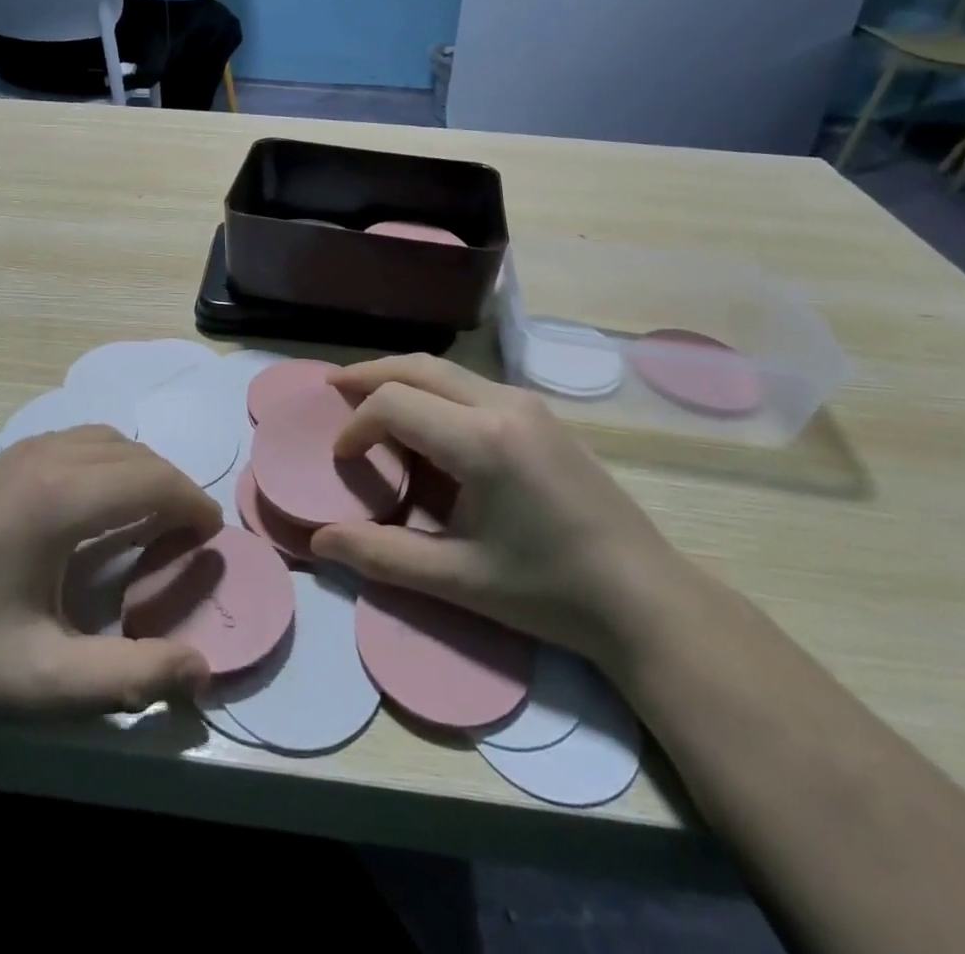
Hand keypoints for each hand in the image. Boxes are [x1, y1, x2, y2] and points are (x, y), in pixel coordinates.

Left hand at [0, 428, 222, 733]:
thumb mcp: (45, 681)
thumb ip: (132, 676)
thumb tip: (202, 670)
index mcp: (61, 498)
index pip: (153, 480)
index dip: (192, 504)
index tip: (212, 536)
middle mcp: (43, 458)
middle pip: (133, 453)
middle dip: (171, 485)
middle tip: (186, 532)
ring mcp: (12, 454)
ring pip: (101, 439)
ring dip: (136, 468)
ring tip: (145, 515)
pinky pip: (68, 441)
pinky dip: (101, 460)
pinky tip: (89, 505)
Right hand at [312, 356, 688, 666]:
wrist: (644, 597)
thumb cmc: (549, 591)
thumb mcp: (459, 580)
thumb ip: (382, 556)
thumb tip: (319, 541)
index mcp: (482, 440)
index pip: (394, 403)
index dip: (356, 425)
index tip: (341, 459)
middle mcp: (504, 404)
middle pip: (418, 366)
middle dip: (370, 374)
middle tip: (333, 387)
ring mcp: (528, 404)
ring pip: (446, 370)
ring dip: (402, 378)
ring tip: (368, 398)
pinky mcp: (541, 415)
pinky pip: (471, 384)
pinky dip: (432, 390)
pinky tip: (424, 420)